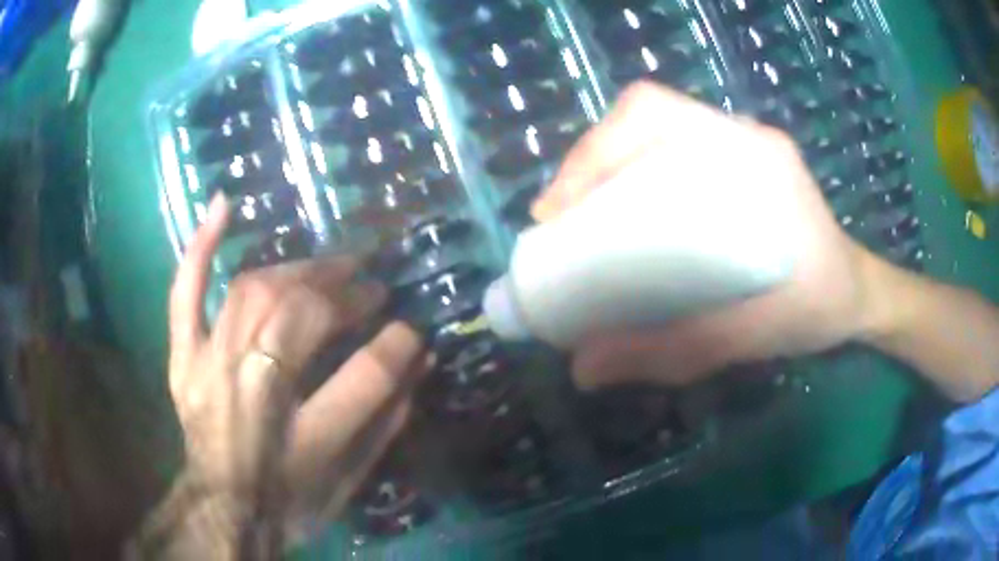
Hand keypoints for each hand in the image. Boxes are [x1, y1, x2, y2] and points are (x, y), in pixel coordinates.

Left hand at [168, 195, 426, 522]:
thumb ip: (387, 422)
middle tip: (370, 286)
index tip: (412, 330)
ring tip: (328, 266)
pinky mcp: (184, 360)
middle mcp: (252, 392)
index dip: (397, 344)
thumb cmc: (291, 503)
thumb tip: (419, 361)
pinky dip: (200, 248)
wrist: (223, 512)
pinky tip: (221, 205)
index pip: (365, 375)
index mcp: (303, 439)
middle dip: (346, 293)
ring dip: (299, 270)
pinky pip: (185, 295)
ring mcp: (210, 368)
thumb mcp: (351, 480)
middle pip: (302, 316)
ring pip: (253, 292)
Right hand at [534, 82, 885, 389]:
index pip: (655, 113)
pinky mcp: (736, 165)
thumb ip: (675, 351)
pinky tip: (624, 223)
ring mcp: (739, 147)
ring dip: (606, 172)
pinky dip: (632, 181)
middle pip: (643, 120)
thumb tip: (585, 369)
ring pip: (652, 136)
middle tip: (561, 222)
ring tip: (581, 225)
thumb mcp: (753, 335)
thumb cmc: (818, 309)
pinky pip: (670, 155)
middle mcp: (742, 138)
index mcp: (753, 157)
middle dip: (589, 164)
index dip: (596, 150)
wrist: (855, 296)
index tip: (560, 210)